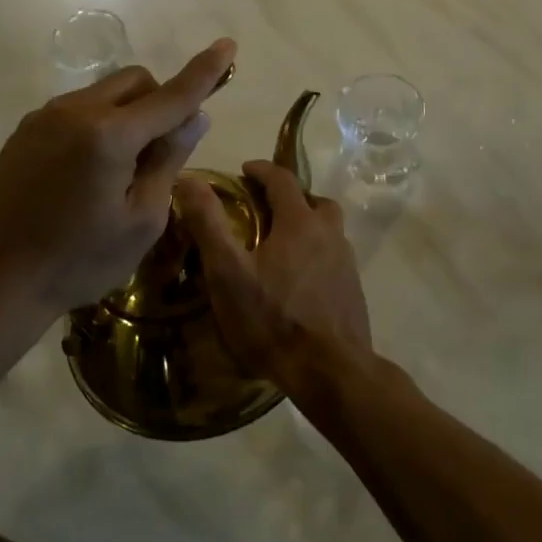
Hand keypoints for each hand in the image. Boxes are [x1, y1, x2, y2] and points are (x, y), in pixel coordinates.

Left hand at [0, 39, 236, 326]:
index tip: (228, 45)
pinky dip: (100, 124)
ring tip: (121, 170)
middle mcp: (76, 111)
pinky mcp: (24, 132)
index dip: (204, 71)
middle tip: (162, 151)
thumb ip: (169, 160)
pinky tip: (87, 173)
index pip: (172, 95)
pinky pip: (77, 110)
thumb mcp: (141, 221)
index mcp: (110, 134)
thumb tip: (194, 117)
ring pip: (105, 93)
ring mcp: (44, 117)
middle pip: (136, 81)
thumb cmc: (76, 261)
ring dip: (129, 113)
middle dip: (161, 101)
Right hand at [176, 160, 372, 400]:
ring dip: (306, 226)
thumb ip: (209, 223)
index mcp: (300, 222)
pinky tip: (298, 281)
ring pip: (328, 230)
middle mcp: (330, 234)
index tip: (244, 170)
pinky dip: (316, 255)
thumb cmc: (273, 319)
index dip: (262, 170)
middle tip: (265, 210)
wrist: (331, 371)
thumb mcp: (229, 272)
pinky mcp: (353, 291)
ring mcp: (346, 263)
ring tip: (280, 246)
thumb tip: (189, 179)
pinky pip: (333, 258)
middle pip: (314, 202)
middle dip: (290, 197)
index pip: (282, 179)